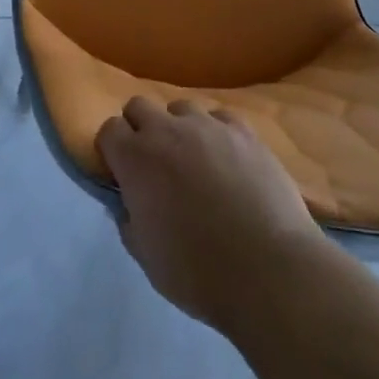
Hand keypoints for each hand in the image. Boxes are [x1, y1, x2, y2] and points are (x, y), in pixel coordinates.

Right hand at [96, 96, 329, 332]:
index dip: (113, 151)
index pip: (108, 130)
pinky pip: (219, 118)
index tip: (122, 174)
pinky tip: (228, 161)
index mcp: (136, 159)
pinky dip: (216, 133)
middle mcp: (166, 130)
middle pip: (139, 106)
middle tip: (155, 165)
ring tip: (195, 161)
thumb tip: (128, 204)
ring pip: (181, 108)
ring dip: (179, 129)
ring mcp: (207, 125)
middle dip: (140, 129)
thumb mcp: (147, 259)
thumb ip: (129, 222)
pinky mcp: (243, 130)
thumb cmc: (199, 273)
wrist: (269, 271)